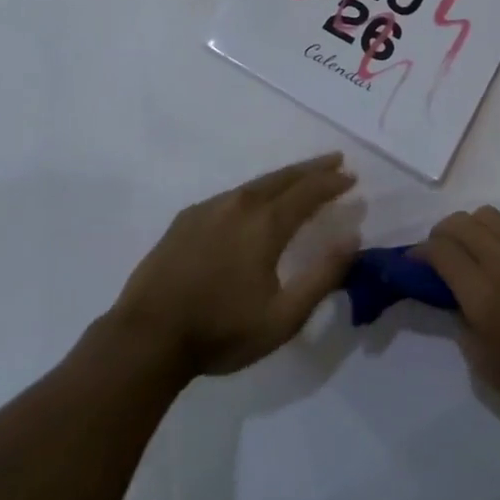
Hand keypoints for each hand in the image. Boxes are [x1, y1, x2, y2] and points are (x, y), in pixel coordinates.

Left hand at [109, 153, 358, 380]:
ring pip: (255, 183)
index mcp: (265, 224)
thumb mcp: (283, 317)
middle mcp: (239, 205)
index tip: (351, 178)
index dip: (332, 183)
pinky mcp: (187, 219)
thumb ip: (322, 276)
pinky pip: (231, 195)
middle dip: (312, 168)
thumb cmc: (220, 331)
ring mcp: (209, 209)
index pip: (308, 192)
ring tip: (300, 178)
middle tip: (335, 160)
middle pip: (283, 177)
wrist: (147, 338)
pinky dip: (254, 191)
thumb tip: (352, 237)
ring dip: (283, 177)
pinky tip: (253, 203)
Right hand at [417, 208, 499, 434]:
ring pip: (490, 215)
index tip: (415, 263)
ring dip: (472, 229)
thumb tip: (452, 294)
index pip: (441, 251)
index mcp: (485, 296)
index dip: (421, 253)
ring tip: (473, 253)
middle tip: (440, 256)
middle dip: (442, 234)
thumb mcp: (485, 364)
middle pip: (462, 223)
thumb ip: (461, 320)